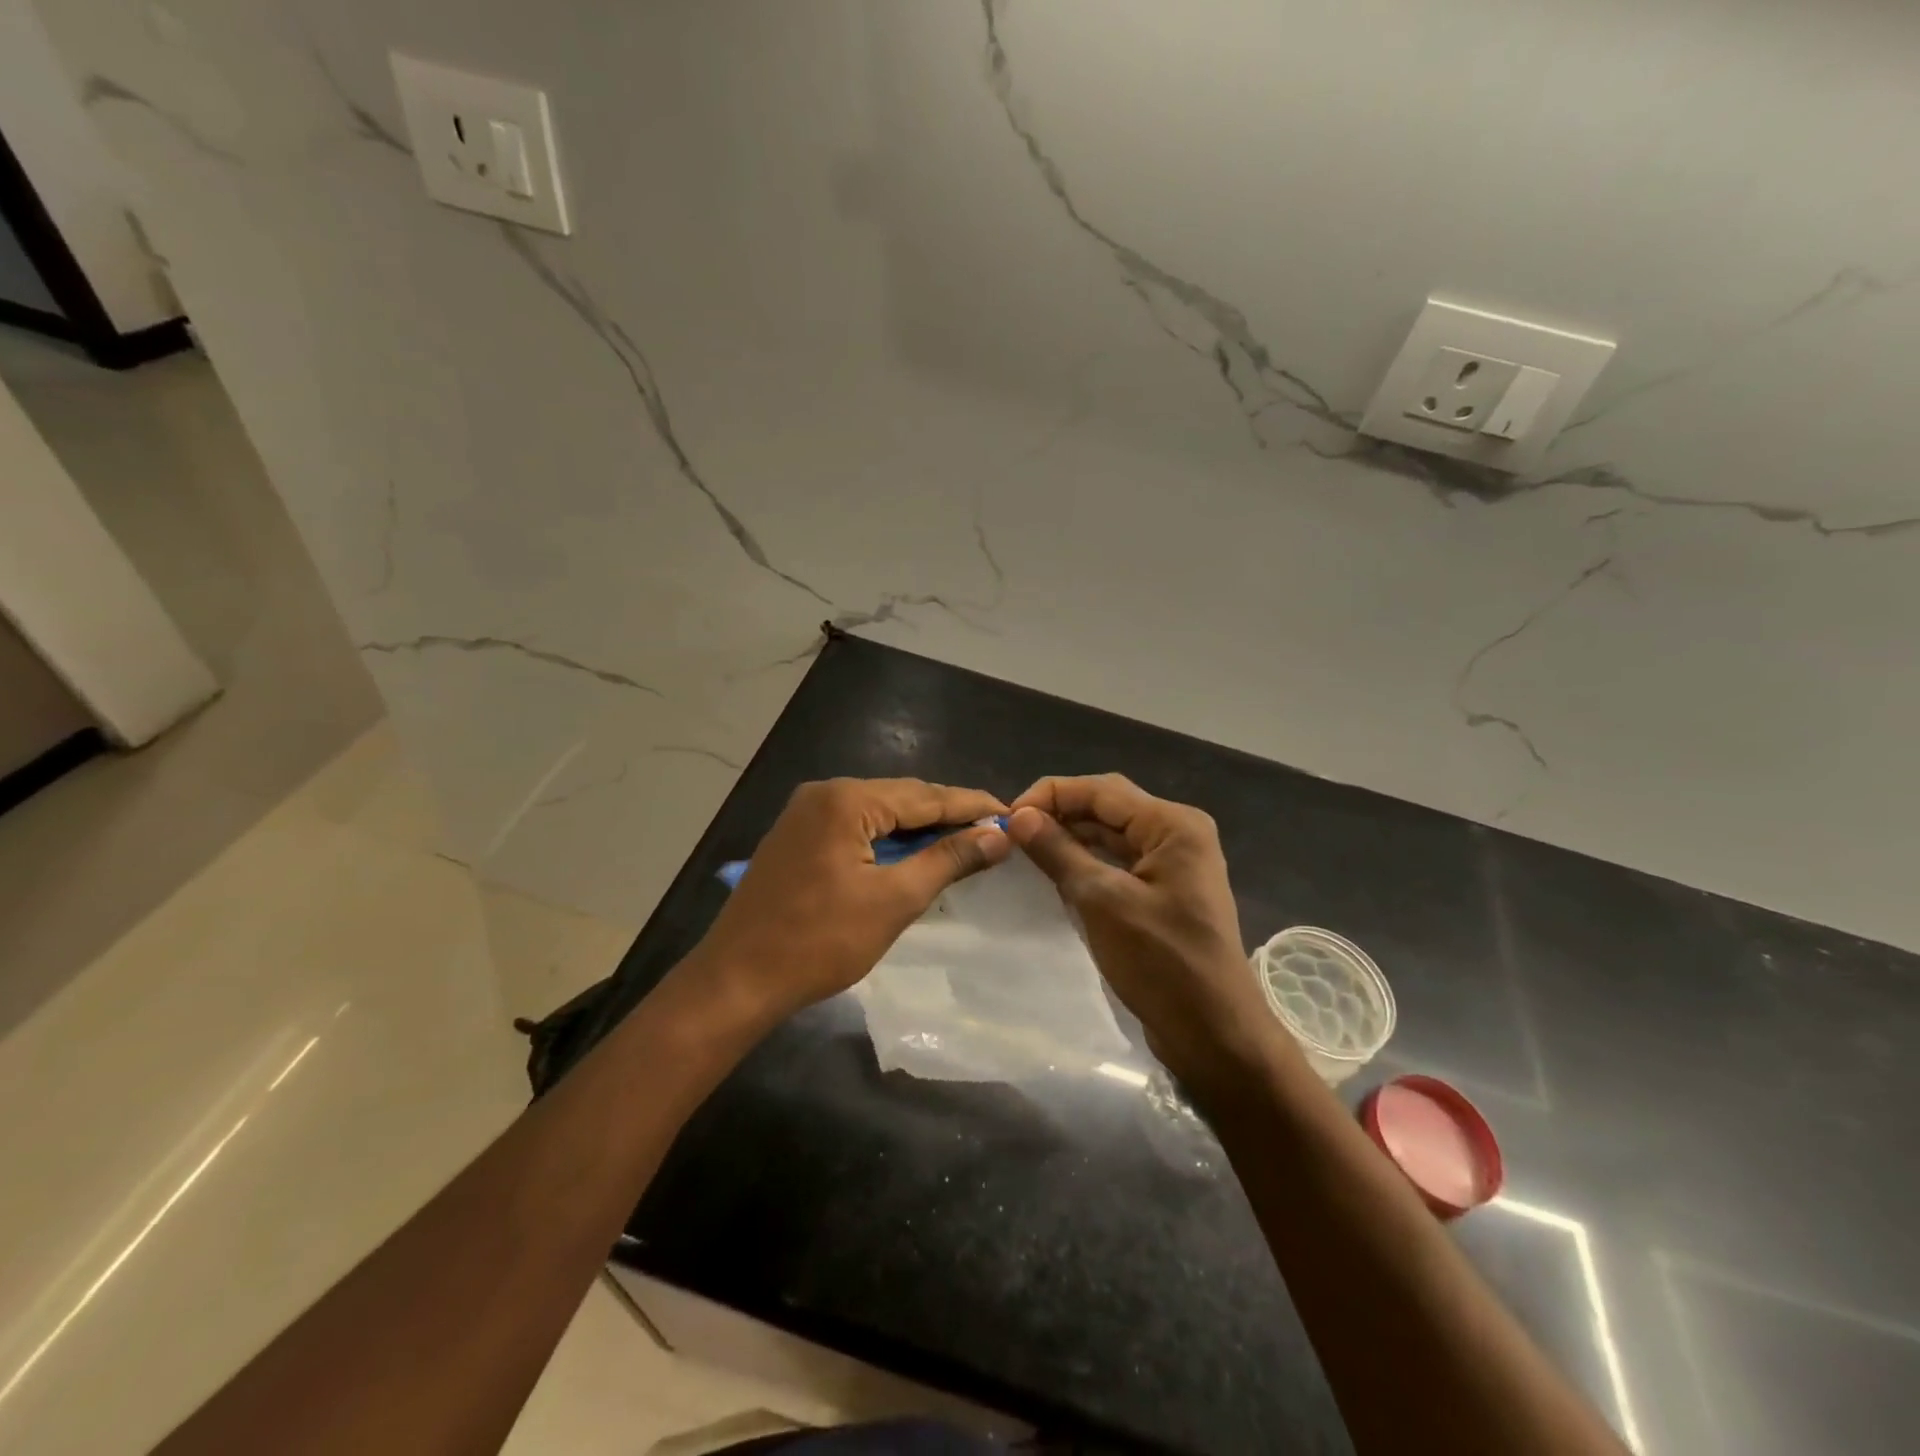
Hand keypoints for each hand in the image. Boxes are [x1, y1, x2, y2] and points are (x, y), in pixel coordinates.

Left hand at [686, 777, 1009, 1025]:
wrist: (736, 981)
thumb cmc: (819, 942)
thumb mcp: (894, 900)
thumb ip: (948, 860)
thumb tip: (997, 834)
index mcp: (846, 799)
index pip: (925, 795)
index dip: (971, 804)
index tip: (1012, 813)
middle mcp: (824, 793)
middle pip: (901, 798)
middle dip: (946, 815)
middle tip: (992, 831)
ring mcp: (804, 813)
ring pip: (878, 813)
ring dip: (918, 828)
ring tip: (963, 842)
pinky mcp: (796, 837)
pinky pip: (855, 827)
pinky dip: (887, 840)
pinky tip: (913, 854)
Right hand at [1008, 775, 1270, 1094]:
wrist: (1214, 1035)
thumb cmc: (1162, 963)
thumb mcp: (1103, 903)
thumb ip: (1060, 853)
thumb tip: (1019, 816)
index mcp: (1173, 825)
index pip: (1102, 790)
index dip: (1051, 794)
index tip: (1008, 816)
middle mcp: (1177, 833)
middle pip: (1108, 807)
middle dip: (1060, 813)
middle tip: (1012, 833)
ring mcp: (1173, 864)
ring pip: (1112, 835)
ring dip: (1071, 837)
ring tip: (1026, 848)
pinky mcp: (1164, 891)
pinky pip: (1119, 862)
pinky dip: (1087, 862)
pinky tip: (1056, 872)